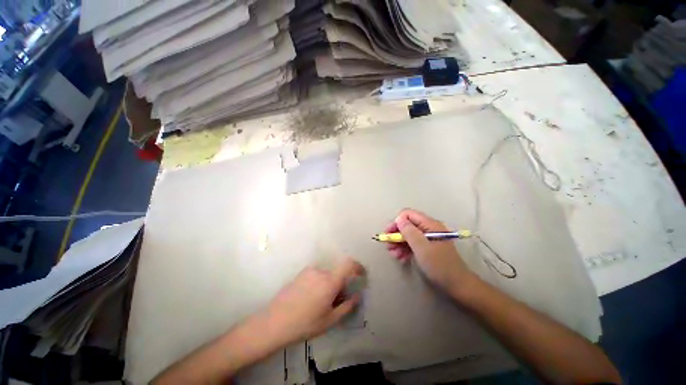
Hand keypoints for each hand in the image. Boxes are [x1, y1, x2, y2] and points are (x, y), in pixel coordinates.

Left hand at [262, 258, 364, 345]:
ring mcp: (309, 271)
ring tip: (321, 302)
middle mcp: (321, 271)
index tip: (361, 274)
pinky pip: (317, 275)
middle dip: (341, 284)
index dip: (357, 266)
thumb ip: (347, 306)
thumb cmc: (304, 324)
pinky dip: (320, 282)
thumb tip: (357, 296)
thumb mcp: (329, 320)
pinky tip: (311, 298)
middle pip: (337, 273)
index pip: (348, 264)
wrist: (274, 322)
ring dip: (329, 284)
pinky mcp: (301, 273)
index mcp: (330, 281)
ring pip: (327, 274)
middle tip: (336, 300)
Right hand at [385, 209, 472, 294]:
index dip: (396, 222)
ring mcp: (428, 238)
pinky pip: (412, 244)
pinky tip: (401, 258)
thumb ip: (409, 231)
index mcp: (429, 224)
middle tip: (388, 246)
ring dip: (399, 244)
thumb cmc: (438, 264)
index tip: (388, 234)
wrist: (456, 284)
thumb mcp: (421, 247)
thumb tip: (399, 218)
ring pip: (408, 235)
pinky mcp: (427, 247)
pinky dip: (405, 249)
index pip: (408, 215)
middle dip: (396, 235)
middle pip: (407, 225)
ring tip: (394, 255)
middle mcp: (428, 228)